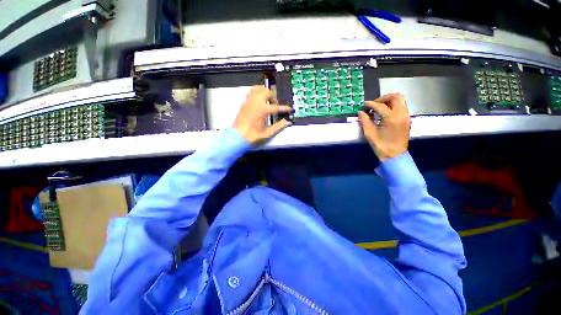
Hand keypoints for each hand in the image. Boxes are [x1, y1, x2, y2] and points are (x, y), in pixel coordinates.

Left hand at [233, 86, 291, 144]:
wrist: (237, 137)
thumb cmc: (253, 135)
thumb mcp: (268, 133)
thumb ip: (278, 126)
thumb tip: (287, 122)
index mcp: (263, 110)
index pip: (277, 107)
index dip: (285, 108)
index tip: (290, 109)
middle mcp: (256, 102)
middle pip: (267, 92)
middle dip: (274, 97)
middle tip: (276, 104)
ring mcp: (249, 101)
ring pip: (258, 89)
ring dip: (265, 92)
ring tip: (268, 100)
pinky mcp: (244, 102)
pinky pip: (251, 92)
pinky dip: (257, 92)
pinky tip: (259, 100)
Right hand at [358, 93, 410, 160]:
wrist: (395, 155)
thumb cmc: (381, 145)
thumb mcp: (369, 133)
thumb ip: (365, 121)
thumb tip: (360, 112)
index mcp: (392, 118)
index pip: (380, 105)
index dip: (371, 104)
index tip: (364, 105)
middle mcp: (402, 114)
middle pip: (396, 97)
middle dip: (384, 98)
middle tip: (374, 104)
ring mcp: (406, 116)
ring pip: (400, 101)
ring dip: (389, 101)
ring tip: (379, 108)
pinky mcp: (407, 119)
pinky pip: (401, 107)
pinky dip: (393, 106)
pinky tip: (384, 114)